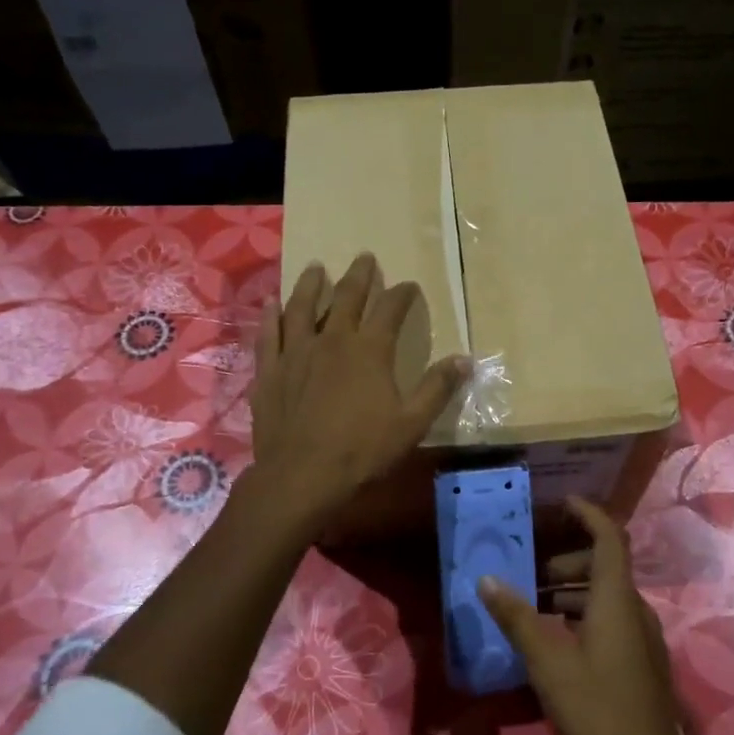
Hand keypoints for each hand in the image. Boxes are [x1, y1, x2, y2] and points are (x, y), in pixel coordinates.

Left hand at [251, 254, 469, 528]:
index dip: (402, 294)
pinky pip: (268, 334)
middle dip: (359, 276)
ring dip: (312, 285)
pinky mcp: (269, 370)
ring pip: (302, 307)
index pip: (390, 310)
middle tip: (365, 258)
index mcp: (369, 351)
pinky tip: (271, 303)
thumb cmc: (361, 452)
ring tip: (317, 268)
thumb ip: (437, 388)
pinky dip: (270, 315)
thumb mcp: (411, 424)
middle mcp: (331, 340)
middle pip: (346, 298)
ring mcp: (295, 353)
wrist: (301, 476)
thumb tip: (465, 359)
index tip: (410, 286)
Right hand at [477, 496, 712, 734]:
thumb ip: (517, 618)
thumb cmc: (597, 711)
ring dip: (574, 592)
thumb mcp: (548, 663)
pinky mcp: (643, 664)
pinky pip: (613, 621)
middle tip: (531, 575)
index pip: (609, 538)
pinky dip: (585, 616)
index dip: (588, 514)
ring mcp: (644, 639)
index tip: (561, 503)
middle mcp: (635, 611)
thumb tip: (486, 580)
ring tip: (537, 608)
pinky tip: (558, 643)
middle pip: (605, 567)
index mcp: (616, 600)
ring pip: (608, 597)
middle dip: (568, 562)